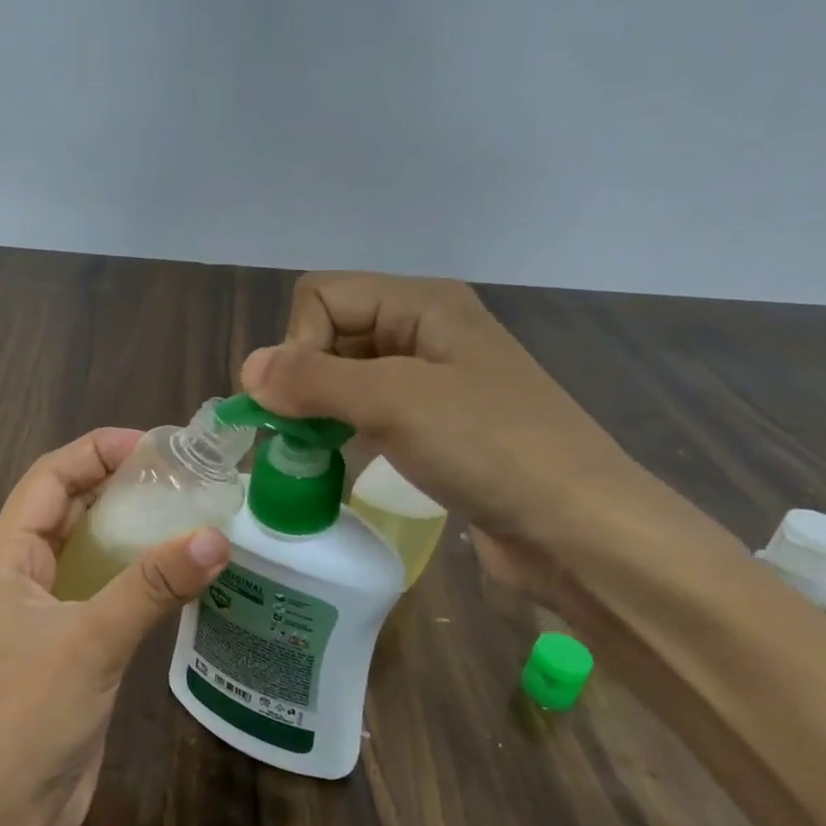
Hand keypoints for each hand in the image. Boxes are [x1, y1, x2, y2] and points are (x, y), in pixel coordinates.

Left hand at [0, 427, 230, 825]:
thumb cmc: (28, 718)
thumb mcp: (91, 642)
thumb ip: (151, 586)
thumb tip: (216, 537)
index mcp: (3, 557)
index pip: (49, 478)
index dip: (96, 452)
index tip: (155, 446)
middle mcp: (17, 573)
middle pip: (68, 507)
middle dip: (118, 484)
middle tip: (183, 476)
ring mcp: (40, 610)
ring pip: (86, 548)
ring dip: (130, 528)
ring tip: (189, 511)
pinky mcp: (64, 643)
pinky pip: (100, 588)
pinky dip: (134, 573)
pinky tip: (177, 570)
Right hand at [240, 272, 647, 541]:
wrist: (580, 529)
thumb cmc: (490, 447)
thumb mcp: (394, 402)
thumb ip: (313, 380)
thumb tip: (246, 370)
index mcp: (421, 303)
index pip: (322, 295)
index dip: (298, 342)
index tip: (298, 399)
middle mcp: (424, 330)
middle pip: (331, 332)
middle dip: (303, 377)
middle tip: (297, 431)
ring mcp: (431, 380)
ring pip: (345, 375)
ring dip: (317, 407)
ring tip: (308, 450)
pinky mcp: (434, 426)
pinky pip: (367, 411)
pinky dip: (341, 429)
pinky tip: (335, 459)